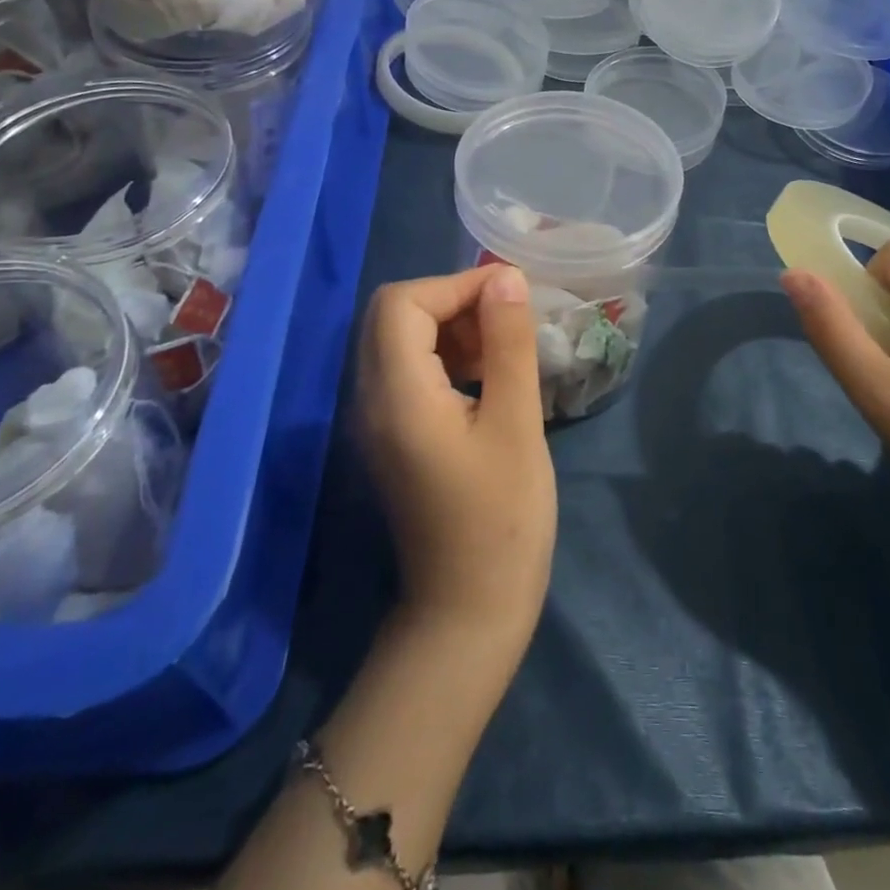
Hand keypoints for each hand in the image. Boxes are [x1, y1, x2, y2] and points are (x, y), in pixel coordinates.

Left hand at [356, 266, 555, 648]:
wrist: (469, 611)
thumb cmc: (503, 520)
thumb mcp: (517, 424)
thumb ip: (508, 344)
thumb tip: (506, 278)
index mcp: (397, 395)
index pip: (402, 303)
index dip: (456, 285)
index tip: (511, 294)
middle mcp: (371, 399)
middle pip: (394, 316)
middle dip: (453, 301)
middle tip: (508, 318)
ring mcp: (377, 420)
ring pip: (400, 340)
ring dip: (450, 327)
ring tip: (505, 346)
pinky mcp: (392, 435)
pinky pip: (409, 371)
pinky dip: (445, 356)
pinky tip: (488, 375)